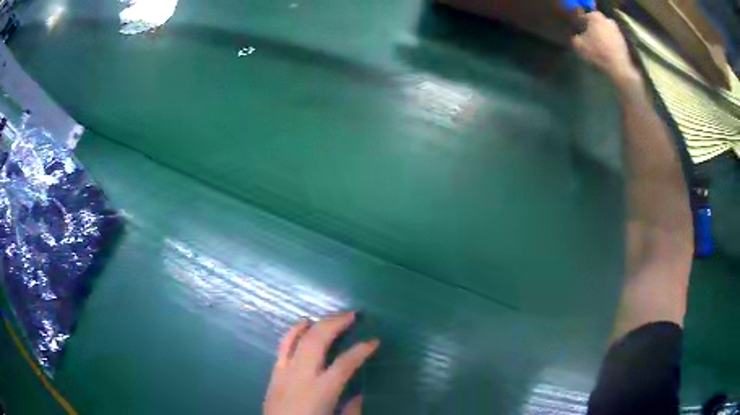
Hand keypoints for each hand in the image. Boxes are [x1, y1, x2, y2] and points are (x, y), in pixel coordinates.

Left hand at [264, 312, 379, 414]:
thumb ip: (351, 410)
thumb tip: (359, 396)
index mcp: (321, 391)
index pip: (345, 363)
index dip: (361, 350)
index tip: (374, 341)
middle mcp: (302, 376)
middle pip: (318, 340)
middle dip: (336, 323)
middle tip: (353, 315)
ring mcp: (285, 371)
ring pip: (299, 338)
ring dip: (317, 324)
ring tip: (332, 316)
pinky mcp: (274, 373)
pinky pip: (283, 346)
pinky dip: (293, 331)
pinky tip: (302, 323)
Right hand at [572, 11, 640, 84]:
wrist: (619, 68)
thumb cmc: (598, 53)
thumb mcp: (579, 45)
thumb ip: (575, 37)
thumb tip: (577, 37)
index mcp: (594, 16)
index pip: (583, 18)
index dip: (579, 26)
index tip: (578, 35)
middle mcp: (606, 19)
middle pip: (595, 24)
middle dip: (592, 31)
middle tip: (588, 41)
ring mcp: (617, 30)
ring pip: (604, 31)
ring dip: (601, 37)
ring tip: (597, 48)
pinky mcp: (623, 41)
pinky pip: (612, 40)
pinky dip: (609, 44)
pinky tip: (606, 53)